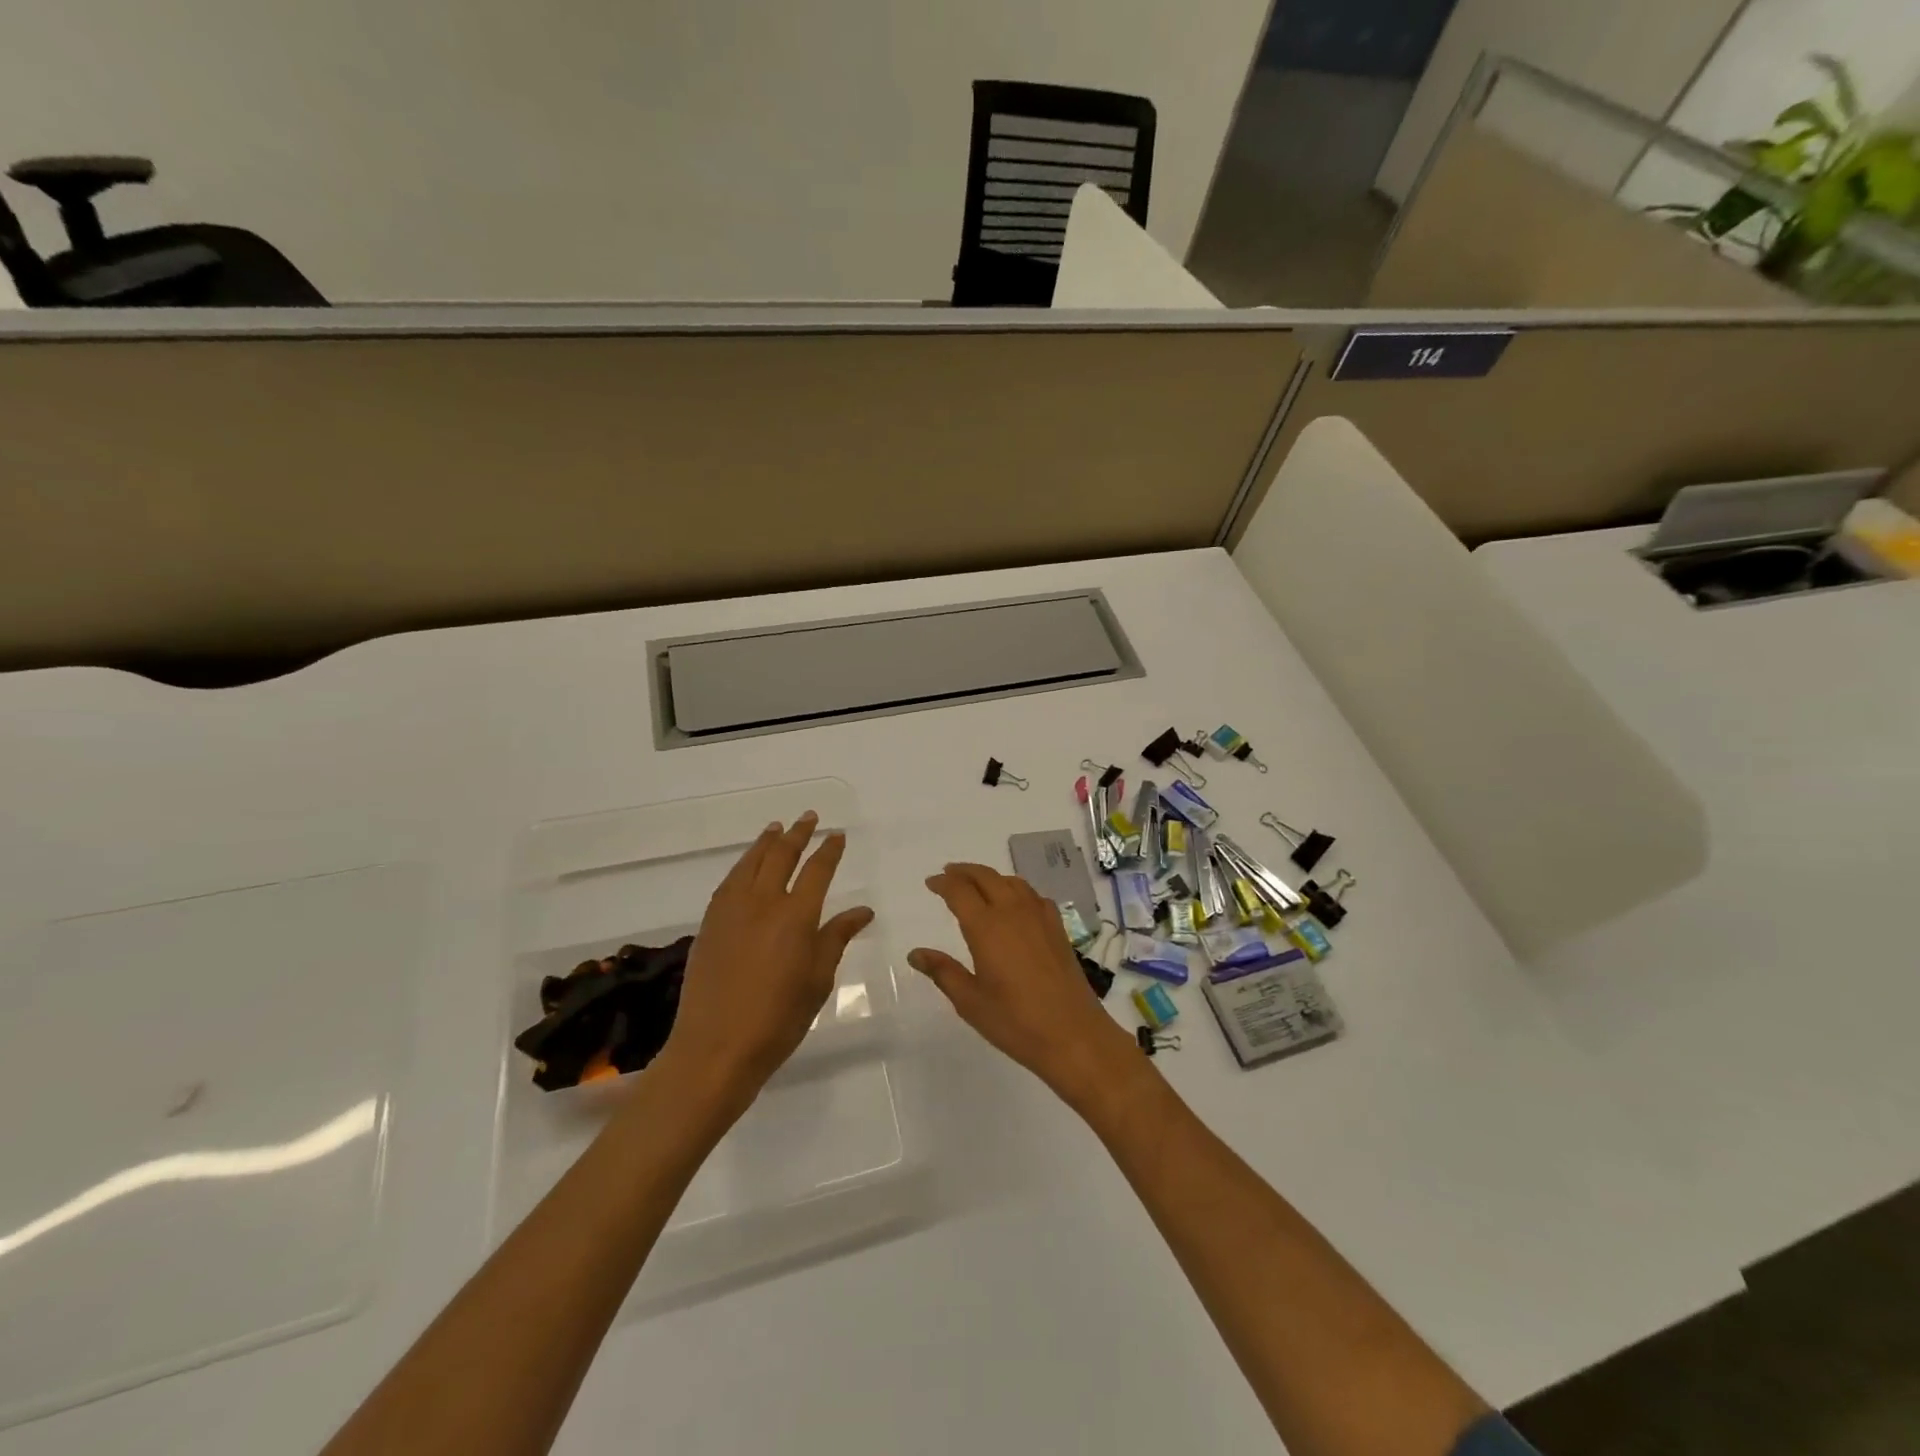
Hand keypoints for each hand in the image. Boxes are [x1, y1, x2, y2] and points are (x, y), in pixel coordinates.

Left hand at [657, 812, 873, 1112]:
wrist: (715, 1048)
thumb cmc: (779, 1019)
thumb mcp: (818, 980)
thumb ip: (836, 938)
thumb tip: (861, 911)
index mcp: (796, 916)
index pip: (818, 870)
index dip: (829, 850)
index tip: (837, 835)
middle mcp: (763, 902)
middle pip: (782, 855)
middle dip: (798, 833)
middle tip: (809, 817)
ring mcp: (732, 910)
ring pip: (751, 862)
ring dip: (767, 842)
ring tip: (777, 828)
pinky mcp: (710, 923)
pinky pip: (730, 881)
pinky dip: (743, 864)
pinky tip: (747, 865)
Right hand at [909, 863, 1138, 1105]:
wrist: (1074, 1034)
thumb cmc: (1015, 1021)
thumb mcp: (970, 1001)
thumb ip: (943, 972)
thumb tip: (915, 953)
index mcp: (986, 927)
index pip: (959, 891)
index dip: (943, 883)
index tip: (931, 883)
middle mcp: (1013, 912)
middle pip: (985, 876)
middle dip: (964, 872)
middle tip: (948, 874)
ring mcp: (1039, 916)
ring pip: (1011, 881)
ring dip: (990, 877)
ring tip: (977, 884)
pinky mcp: (1057, 927)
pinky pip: (1032, 895)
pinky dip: (1016, 889)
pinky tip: (1015, 904)